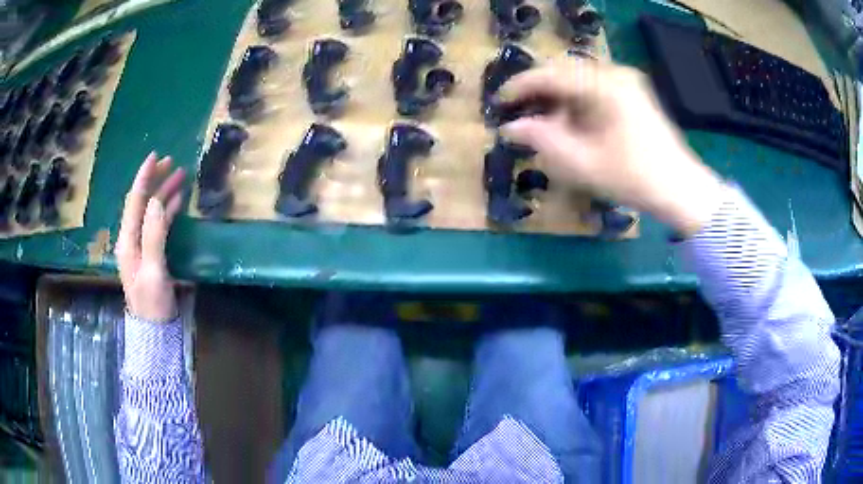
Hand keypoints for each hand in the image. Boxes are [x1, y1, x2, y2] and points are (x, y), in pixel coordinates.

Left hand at [115, 152, 185, 321]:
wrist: (155, 330)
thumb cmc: (153, 303)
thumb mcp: (153, 271)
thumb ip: (154, 235)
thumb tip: (159, 201)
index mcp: (127, 240)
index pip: (134, 201)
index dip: (144, 177)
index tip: (156, 156)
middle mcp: (130, 239)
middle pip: (140, 202)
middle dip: (154, 180)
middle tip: (172, 162)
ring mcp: (139, 246)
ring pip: (149, 211)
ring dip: (162, 192)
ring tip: (179, 176)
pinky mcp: (149, 254)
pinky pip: (156, 224)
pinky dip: (165, 210)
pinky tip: (176, 202)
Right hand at [498, 60, 725, 236]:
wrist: (681, 188)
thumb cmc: (634, 178)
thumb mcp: (583, 163)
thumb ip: (542, 140)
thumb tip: (509, 127)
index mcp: (605, 85)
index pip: (551, 75)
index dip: (520, 87)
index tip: (498, 102)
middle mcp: (616, 73)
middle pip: (565, 71)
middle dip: (539, 91)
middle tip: (520, 113)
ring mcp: (627, 80)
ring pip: (579, 78)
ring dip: (558, 97)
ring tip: (545, 122)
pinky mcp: (633, 91)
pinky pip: (595, 86)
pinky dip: (577, 100)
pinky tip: (572, 121)